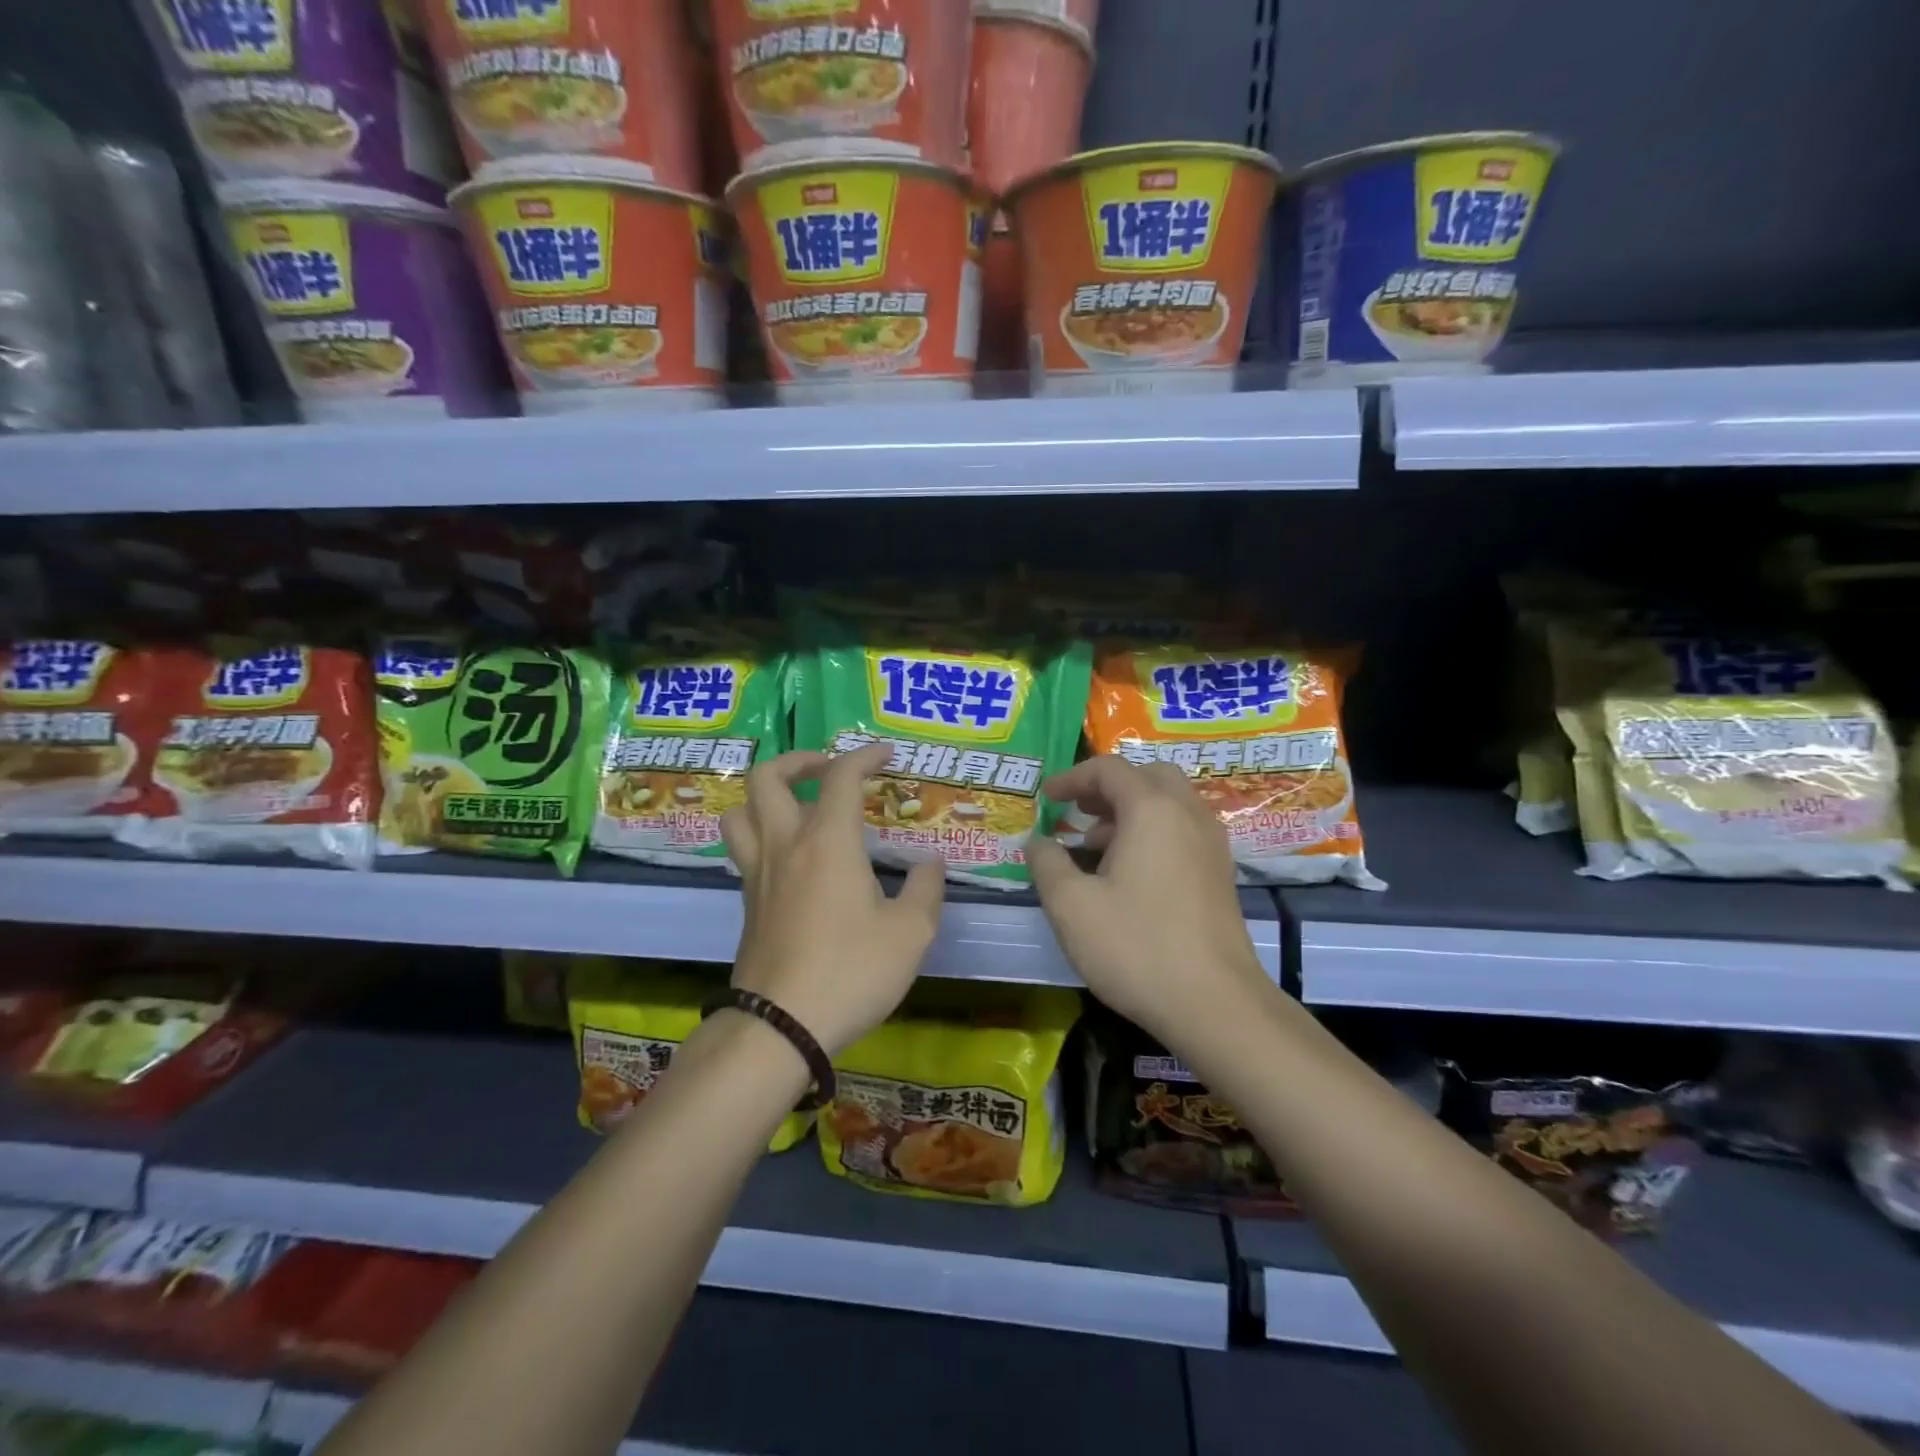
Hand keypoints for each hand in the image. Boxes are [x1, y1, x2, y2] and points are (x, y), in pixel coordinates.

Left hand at [720, 741, 943, 1055]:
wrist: (779, 1026)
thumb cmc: (851, 972)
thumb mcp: (910, 934)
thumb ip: (926, 890)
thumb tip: (931, 863)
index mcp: (827, 841)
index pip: (840, 776)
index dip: (865, 755)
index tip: (887, 755)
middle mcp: (785, 845)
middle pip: (767, 777)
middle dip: (799, 760)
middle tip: (829, 771)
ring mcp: (758, 874)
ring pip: (741, 810)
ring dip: (767, 796)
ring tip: (799, 807)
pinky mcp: (747, 903)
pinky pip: (743, 848)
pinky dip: (762, 833)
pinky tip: (793, 858)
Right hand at [1027, 755, 1271, 1044]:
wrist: (1215, 1004)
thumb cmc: (1136, 947)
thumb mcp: (1071, 906)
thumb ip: (1047, 863)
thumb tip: (1038, 841)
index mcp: (1152, 810)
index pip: (1109, 769)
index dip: (1072, 777)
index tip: (1046, 798)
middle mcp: (1188, 814)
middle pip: (1148, 775)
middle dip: (1108, 787)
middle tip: (1079, 811)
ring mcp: (1212, 844)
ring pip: (1170, 802)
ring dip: (1131, 810)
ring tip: (1096, 846)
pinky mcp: (1221, 873)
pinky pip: (1184, 829)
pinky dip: (1154, 831)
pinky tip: (1130, 873)